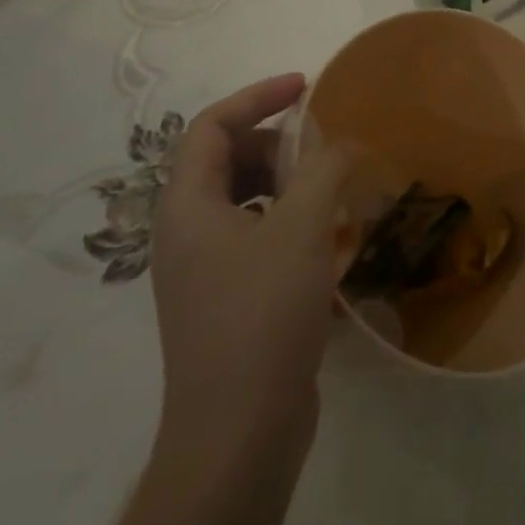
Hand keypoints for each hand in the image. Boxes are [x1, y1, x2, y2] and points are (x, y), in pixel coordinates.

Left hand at [147, 73, 347, 468]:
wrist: (238, 437)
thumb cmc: (262, 317)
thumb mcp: (302, 229)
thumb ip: (323, 169)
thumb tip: (340, 142)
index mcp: (187, 206)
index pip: (211, 126)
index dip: (257, 96)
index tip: (305, 88)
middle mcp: (185, 233)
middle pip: (226, 160)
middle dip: (277, 144)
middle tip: (324, 152)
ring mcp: (203, 271)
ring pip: (244, 200)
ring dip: (287, 184)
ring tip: (332, 193)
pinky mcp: (226, 301)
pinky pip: (256, 237)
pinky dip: (289, 222)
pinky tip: (327, 241)